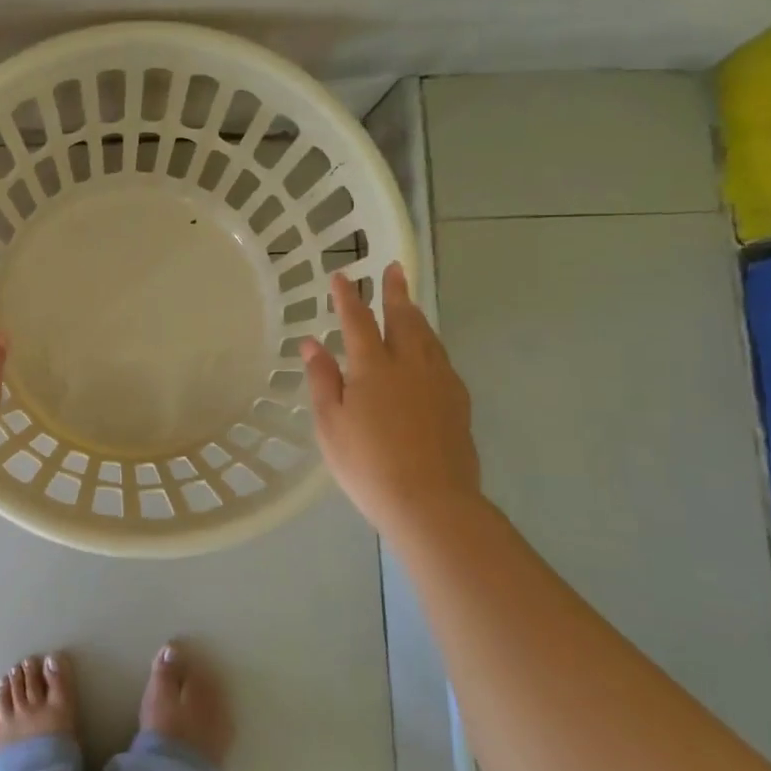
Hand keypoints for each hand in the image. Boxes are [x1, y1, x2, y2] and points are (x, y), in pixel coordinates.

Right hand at [301, 262, 484, 539]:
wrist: (431, 501)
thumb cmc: (367, 465)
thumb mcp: (331, 424)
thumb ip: (322, 380)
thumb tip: (312, 343)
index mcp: (373, 367)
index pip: (357, 321)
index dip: (347, 297)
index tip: (340, 275)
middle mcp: (410, 365)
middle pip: (403, 319)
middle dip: (395, 293)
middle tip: (394, 269)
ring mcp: (439, 382)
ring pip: (428, 337)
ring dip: (416, 315)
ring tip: (410, 303)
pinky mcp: (458, 402)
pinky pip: (443, 360)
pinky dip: (432, 344)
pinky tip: (430, 352)